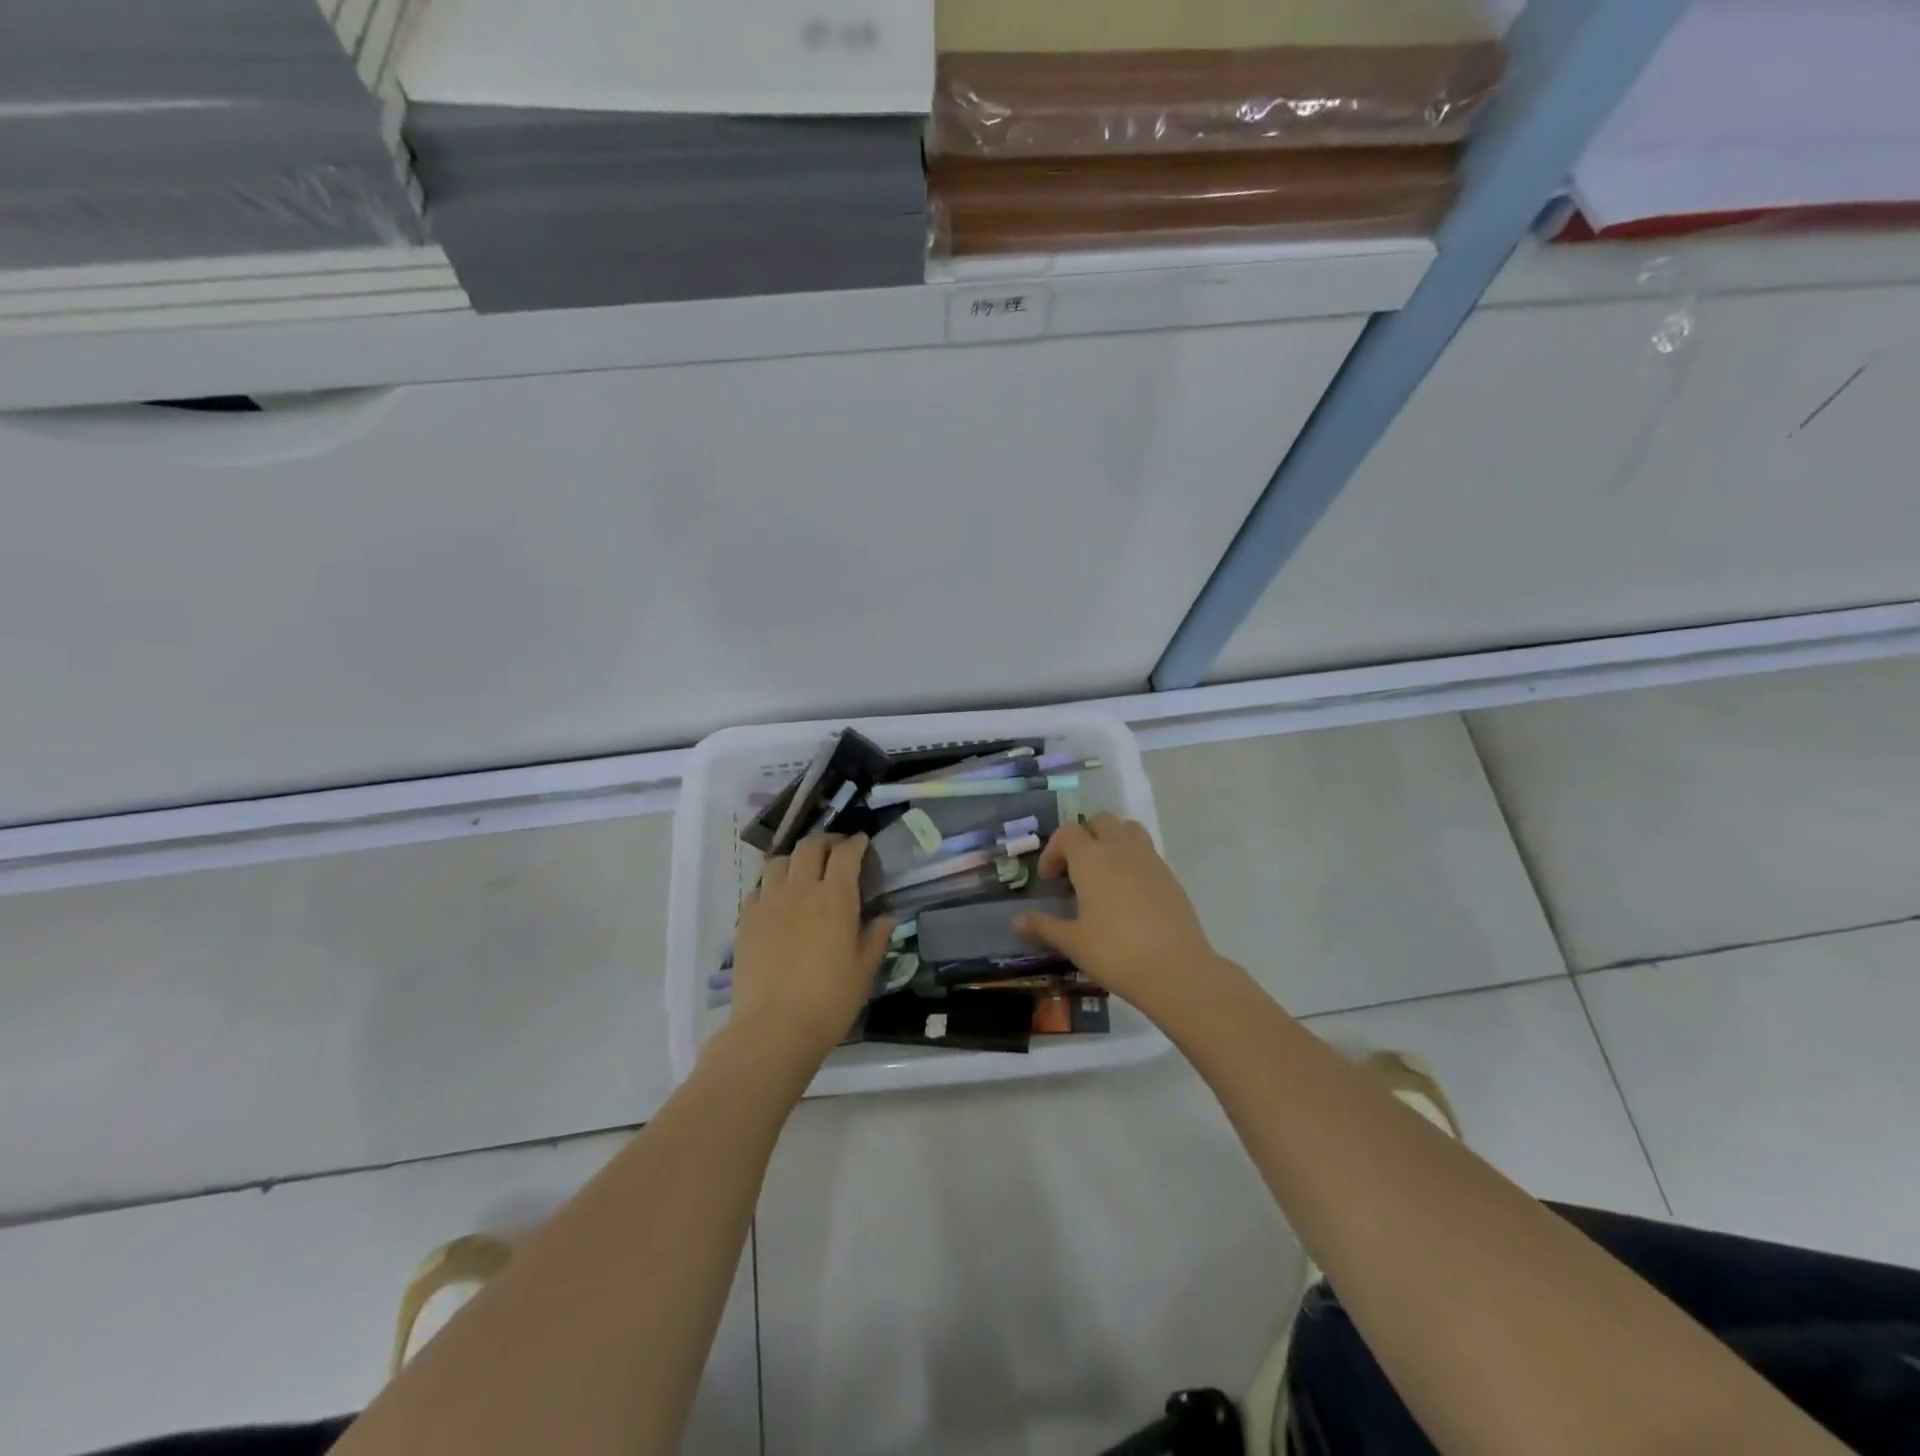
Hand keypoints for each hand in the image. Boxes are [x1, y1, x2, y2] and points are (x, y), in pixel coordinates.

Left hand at [728, 834, 893, 1067]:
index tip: (862, 842)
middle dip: (825, 841)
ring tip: (802, 871)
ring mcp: (769, 902)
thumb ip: (876, 938)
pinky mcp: (746, 920)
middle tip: (834, 850)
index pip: (846, 854)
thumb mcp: (864, 971)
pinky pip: (758, 889)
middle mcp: (801, 889)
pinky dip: (771, 885)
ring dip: (795, 859)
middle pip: (809, 847)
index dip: (856, 843)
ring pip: (779, 861)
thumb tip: (885, 917)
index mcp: (835, 897)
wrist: (773, 1028)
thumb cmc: (829, 1001)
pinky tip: (777, 901)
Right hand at [1016, 813, 1226, 1018]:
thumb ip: (1043, 927)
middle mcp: (1120, 848)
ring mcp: (1150, 859)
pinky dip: (1133, 860)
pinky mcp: (1170, 876)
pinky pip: (1147, 852)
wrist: (1176, 970)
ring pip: (1127, 829)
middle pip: (1099, 821)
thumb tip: (1016, 921)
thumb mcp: (1073, 942)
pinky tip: (1129, 894)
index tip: (1049, 880)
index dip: (1053, 851)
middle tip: (1075, 871)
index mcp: (1091, 859)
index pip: (1067, 833)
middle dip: (1083, 838)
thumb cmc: (1116, 953)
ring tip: (1104, 873)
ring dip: (1111, 840)